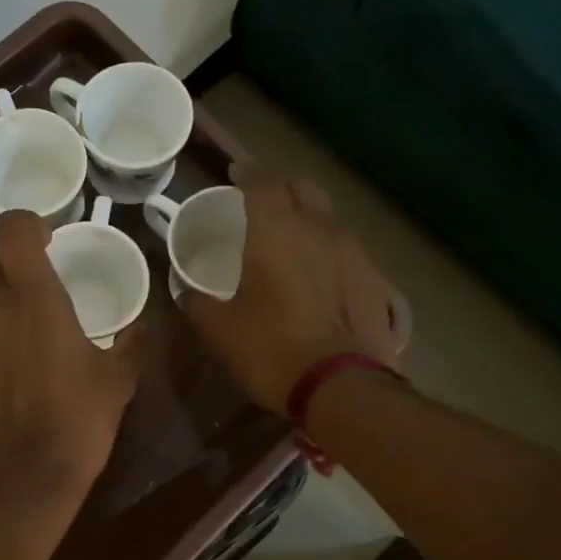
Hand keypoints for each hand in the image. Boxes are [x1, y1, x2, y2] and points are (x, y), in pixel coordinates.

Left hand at [0, 211, 144, 499]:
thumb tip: (143, 327)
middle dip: (15, 260)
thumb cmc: (78, 421)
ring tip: (36, 330)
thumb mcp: (118, 382)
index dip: (26, 222)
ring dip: (5, 301)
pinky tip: (19, 368)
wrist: (23, 480)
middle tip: (44, 279)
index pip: (10, 230)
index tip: (50, 236)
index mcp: (35, 300)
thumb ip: (132, 345)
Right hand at [179, 164, 406, 412]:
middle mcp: (318, 229)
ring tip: (291, 232)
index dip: (247, 172)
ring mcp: (353, 252)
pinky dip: (329, 246)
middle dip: (280, 185)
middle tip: (262, 198)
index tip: (234, 172)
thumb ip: (198, 303)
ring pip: (329, 215)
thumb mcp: (220, 331)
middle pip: (302, 187)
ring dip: (308, 213)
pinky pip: (347, 247)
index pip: (262, 183)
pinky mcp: (375, 278)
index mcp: (275, 233)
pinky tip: (321, 269)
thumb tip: (185, 291)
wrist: (341, 387)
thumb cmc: (271, 350)